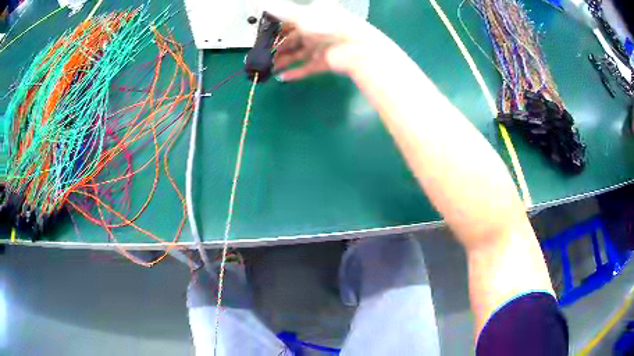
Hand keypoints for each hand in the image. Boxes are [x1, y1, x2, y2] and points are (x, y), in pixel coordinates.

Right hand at [265, 1, 372, 80]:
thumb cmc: (328, 26)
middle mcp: (317, 31)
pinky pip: (306, 68)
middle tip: (264, 54)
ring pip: (298, 55)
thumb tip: (263, 3)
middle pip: (293, 40)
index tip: (264, 36)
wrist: (355, 47)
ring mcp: (321, 48)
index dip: (278, 29)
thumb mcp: (301, 15)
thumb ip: (281, 11)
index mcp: (313, 16)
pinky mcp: (324, 62)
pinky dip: (295, 73)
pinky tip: (282, 77)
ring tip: (269, 67)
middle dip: (278, 47)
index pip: (291, 22)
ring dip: (283, 61)